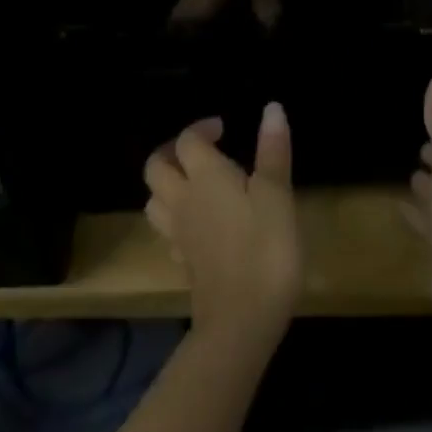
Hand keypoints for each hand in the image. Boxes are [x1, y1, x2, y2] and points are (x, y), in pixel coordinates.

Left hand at [144, 104, 300, 341]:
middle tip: (200, 150)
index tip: (223, 128)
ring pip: (155, 200)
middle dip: (172, 152)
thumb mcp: (277, 195)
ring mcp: (179, 235)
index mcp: (204, 176)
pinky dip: (176, 219)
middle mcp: (183, 200)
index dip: (201, 129)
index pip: (188, 141)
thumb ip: (272, 151)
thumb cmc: (264, 249)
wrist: (242, 323)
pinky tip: (198, 225)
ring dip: (167, 185)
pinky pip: (167, 231)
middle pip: (156, 168)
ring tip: (194, 182)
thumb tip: (272, 108)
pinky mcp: (184, 264)